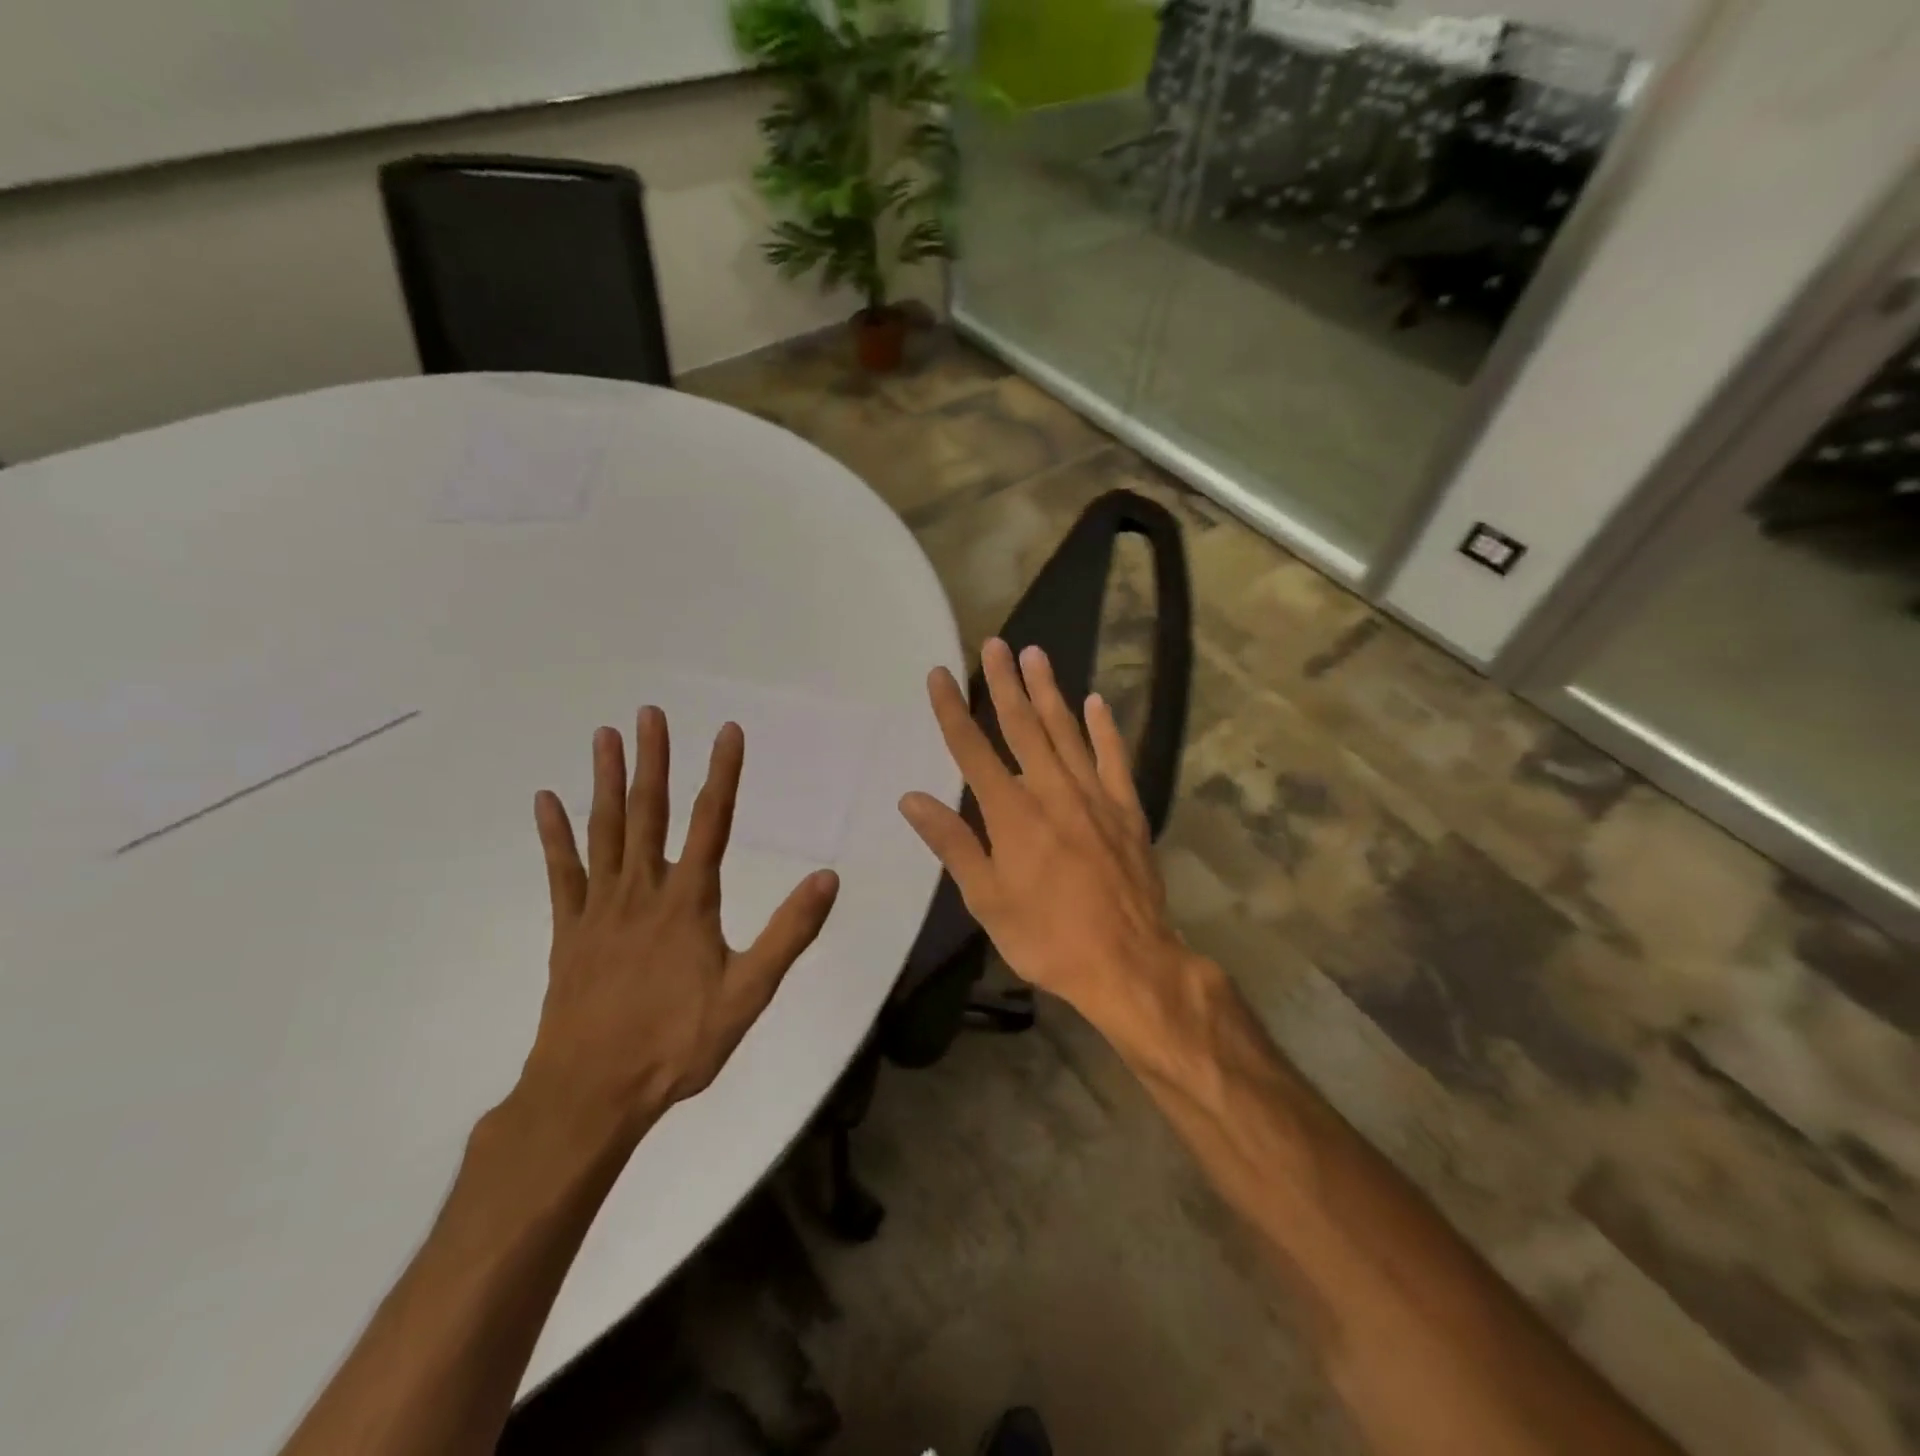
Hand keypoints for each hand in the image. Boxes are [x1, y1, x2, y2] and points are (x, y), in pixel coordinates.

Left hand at [517, 708, 840, 1143]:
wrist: (592, 1094)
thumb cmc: (677, 1043)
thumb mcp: (749, 993)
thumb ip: (788, 932)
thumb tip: (828, 878)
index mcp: (689, 901)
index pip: (712, 822)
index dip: (723, 774)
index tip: (727, 731)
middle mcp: (643, 890)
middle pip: (649, 813)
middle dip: (652, 760)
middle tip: (648, 713)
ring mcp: (600, 908)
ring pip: (605, 831)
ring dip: (604, 781)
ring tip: (604, 736)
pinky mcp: (569, 931)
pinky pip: (562, 873)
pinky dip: (555, 836)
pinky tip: (547, 801)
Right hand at [897, 638, 1187, 1039]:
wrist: (1128, 963)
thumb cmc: (1046, 937)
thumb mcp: (987, 900)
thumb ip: (952, 844)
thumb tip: (912, 798)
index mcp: (1012, 815)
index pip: (973, 751)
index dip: (954, 711)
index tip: (941, 674)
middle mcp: (1052, 792)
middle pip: (1023, 727)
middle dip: (1004, 684)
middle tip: (994, 644)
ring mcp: (1094, 797)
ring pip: (1066, 732)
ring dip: (1049, 692)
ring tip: (1035, 654)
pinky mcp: (1126, 809)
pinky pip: (1114, 759)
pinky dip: (1104, 729)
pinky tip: (1096, 702)